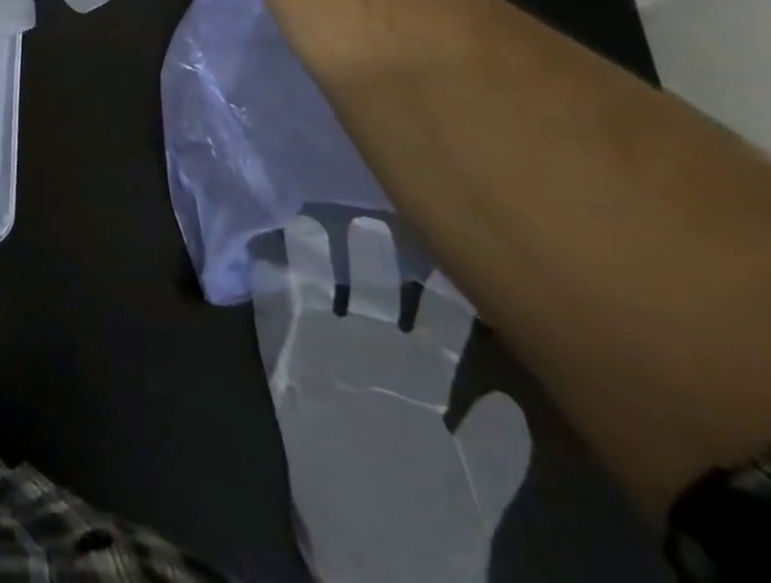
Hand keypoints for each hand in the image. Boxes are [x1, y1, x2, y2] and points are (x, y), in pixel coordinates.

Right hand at [253, 217, 529, 582]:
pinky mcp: (287, 367)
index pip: (436, 320)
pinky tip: (265, 267)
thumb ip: (491, 451)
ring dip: (310, 261)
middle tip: (368, 221)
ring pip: (317, 293)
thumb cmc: (428, 524)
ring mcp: (325, 355)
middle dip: (371, 258)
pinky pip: (274, 322)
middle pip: (373, 292)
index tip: (444, 245)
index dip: (441, 288)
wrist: (370, 555)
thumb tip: (505, 400)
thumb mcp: (472, 496)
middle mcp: (372, 352)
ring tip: (305, 227)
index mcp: (421, 375)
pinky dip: (268, 293)